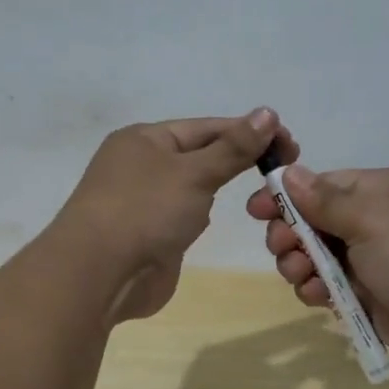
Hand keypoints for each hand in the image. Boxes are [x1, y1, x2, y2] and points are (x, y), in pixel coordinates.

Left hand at [55, 108, 296, 322]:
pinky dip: (201, 215)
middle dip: (238, 159)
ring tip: (260, 192)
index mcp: (145, 139)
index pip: (207, 127)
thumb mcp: (194, 173)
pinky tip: (215, 219)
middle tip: (285, 168)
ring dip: (218, 186)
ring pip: (192, 186)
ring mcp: (143, 202)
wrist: (99, 275)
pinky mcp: (148, 234)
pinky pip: (182, 216)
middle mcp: (141, 165)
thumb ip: (233, 148)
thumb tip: (267, 113)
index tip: (290, 142)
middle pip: (200, 154)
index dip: (248, 131)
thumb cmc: (145, 211)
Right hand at [246, 165, 388, 367]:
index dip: (286, 197)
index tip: (256, 210)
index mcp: (378, 192)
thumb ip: (324, 200)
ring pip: (316, 259)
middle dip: (290, 235)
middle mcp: (373, 223)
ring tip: (302, 276)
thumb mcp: (371, 216)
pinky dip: (318, 291)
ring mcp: (371, 262)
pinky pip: (330, 289)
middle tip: (282, 248)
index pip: (321, 187)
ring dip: (300, 266)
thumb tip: (289, 172)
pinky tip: (319, 297)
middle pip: (313, 224)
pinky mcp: (369, 298)